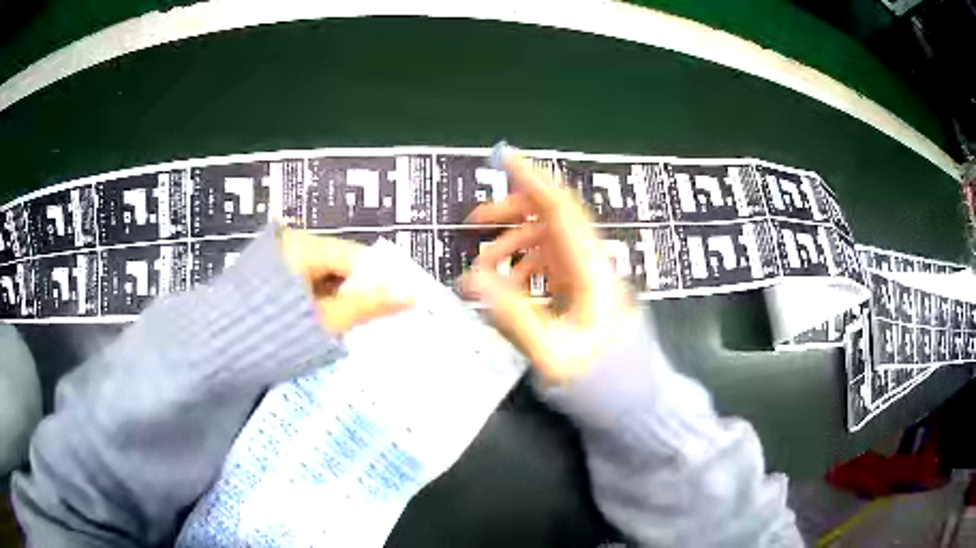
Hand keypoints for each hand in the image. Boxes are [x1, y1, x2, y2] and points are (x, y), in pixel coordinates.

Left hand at [279, 229, 413, 332]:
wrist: (216, 349)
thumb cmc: (271, 332)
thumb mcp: (324, 321)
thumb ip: (367, 306)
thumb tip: (410, 295)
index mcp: (305, 246)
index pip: (357, 257)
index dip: (380, 282)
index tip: (401, 307)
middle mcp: (292, 246)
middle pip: (341, 267)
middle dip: (360, 295)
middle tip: (380, 322)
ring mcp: (280, 263)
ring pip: (324, 279)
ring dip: (340, 303)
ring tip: (355, 330)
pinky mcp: (270, 280)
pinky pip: (307, 288)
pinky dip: (320, 305)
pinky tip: (328, 327)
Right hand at [462, 151, 633, 383]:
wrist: (635, 401)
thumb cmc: (601, 380)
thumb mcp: (552, 353)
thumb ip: (513, 314)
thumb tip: (473, 278)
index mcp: (591, 269)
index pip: (560, 209)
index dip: (532, 179)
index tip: (502, 158)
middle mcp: (592, 262)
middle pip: (551, 218)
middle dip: (510, 212)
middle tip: (473, 223)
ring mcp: (588, 275)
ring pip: (547, 240)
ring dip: (512, 243)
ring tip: (481, 269)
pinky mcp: (583, 290)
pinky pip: (549, 263)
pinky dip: (522, 266)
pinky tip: (505, 286)